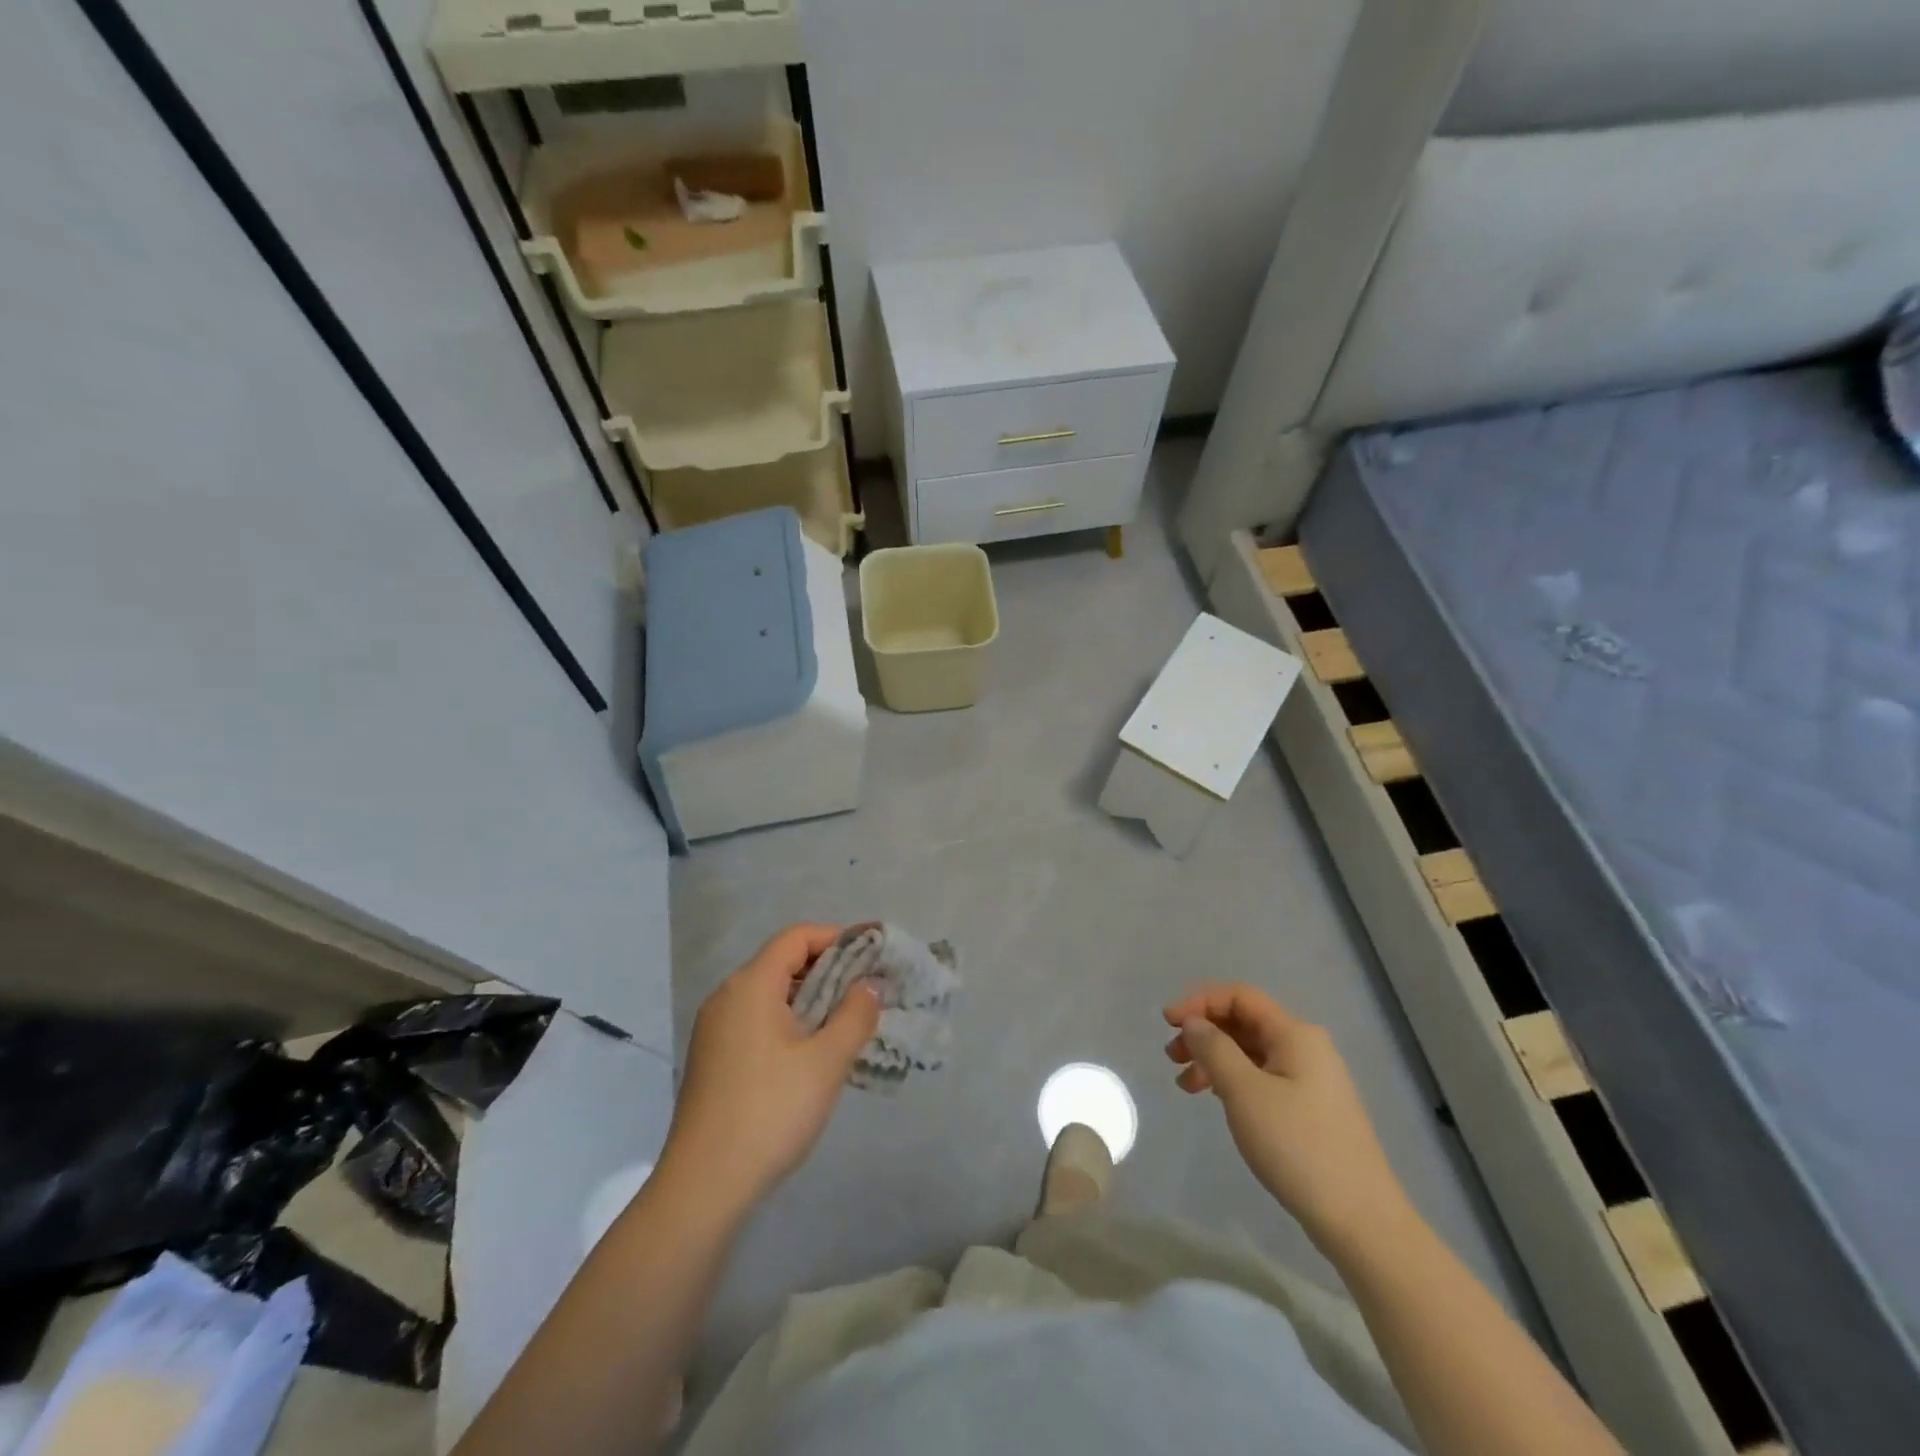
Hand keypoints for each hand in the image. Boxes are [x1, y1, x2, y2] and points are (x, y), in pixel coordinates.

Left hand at [661, 923, 878, 1212]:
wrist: (703, 1186)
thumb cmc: (771, 1111)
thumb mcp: (826, 1061)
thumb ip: (855, 1014)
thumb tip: (869, 984)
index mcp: (750, 985)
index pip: (797, 937)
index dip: (838, 937)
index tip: (873, 954)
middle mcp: (727, 997)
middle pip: (783, 962)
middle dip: (828, 969)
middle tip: (867, 990)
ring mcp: (714, 1029)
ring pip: (770, 994)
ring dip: (811, 998)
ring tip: (846, 1023)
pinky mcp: (713, 1058)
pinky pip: (757, 1020)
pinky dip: (789, 1021)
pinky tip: (812, 1053)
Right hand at [1164, 981, 1410, 1252]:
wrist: (1360, 1220)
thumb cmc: (1298, 1146)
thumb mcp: (1244, 1092)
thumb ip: (1214, 1048)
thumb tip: (1194, 1022)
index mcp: (1295, 1034)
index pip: (1238, 995)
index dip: (1199, 1001)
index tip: (1167, 1023)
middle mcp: (1305, 1047)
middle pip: (1244, 1021)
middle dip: (1203, 1031)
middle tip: (1172, 1056)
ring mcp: (1310, 1079)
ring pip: (1250, 1051)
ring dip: (1214, 1058)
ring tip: (1186, 1085)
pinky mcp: (1310, 1108)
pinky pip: (1262, 1077)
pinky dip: (1233, 1080)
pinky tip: (1216, 1100)